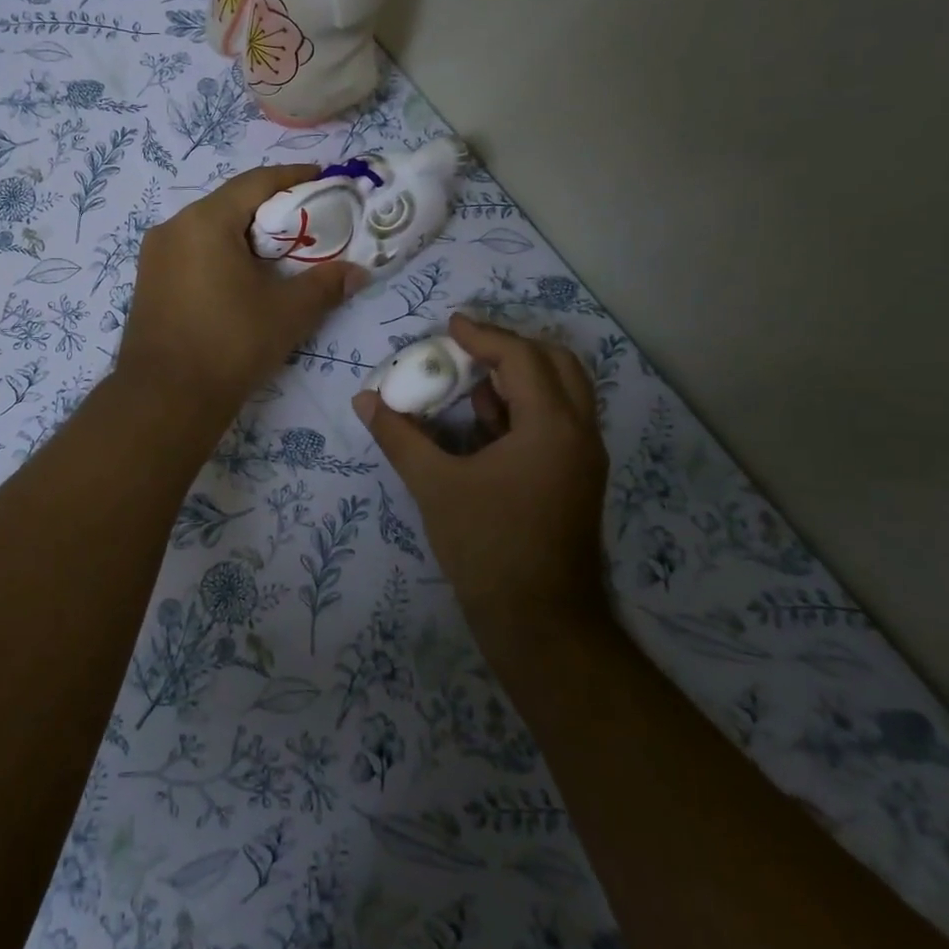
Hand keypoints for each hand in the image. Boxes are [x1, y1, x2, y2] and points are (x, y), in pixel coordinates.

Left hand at [118, 165, 362, 414]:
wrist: (165, 399)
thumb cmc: (230, 344)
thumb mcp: (288, 313)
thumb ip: (326, 284)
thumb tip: (358, 272)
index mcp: (205, 220)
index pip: (257, 182)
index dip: (295, 177)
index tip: (326, 179)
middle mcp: (173, 227)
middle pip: (231, 203)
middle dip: (272, 209)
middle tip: (309, 223)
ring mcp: (155, 255)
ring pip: (209, 229)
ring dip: (245, 234)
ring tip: (280, 252)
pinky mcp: (148, 281)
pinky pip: (192, 252)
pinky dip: (221, 253)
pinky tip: (242, 277)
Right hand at [352, 314, 610, 639]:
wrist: (540, 623)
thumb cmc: (488, 547)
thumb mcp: (435, 486)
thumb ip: (399, 437)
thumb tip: (365, 401)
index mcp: (552, 427)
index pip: (522, 358)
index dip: (484, 335)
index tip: (450, 324)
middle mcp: (579, 434)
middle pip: (557, 364)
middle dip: (512, 348)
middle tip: (469, 347)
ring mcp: (583, 459)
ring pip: (563, 394)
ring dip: (521, 378)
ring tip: (473, 381)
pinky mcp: (577, 480)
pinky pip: (557, 423)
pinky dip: (525, 409)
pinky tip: (485, 424)